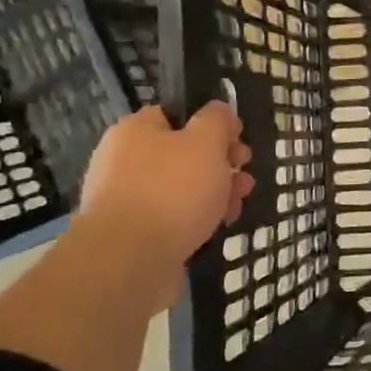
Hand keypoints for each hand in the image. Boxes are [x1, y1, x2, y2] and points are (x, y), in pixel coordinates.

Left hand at [72, 103, 253, 299]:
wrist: (129, 261)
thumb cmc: (172, 191)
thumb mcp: (206, 142)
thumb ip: (217, 120)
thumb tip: (219, 110)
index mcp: (136, 131)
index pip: (177, 115)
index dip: (212, 125)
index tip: (238, 140)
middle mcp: (125, 161)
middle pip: (183, 153)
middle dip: (221, 164)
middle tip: (244, 175)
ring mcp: (128, 200)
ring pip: (182, 188)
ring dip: (215, 193)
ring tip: (238, 205)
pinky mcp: (135, 234)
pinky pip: (173, 218)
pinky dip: (197, 219)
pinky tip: (217, 228)